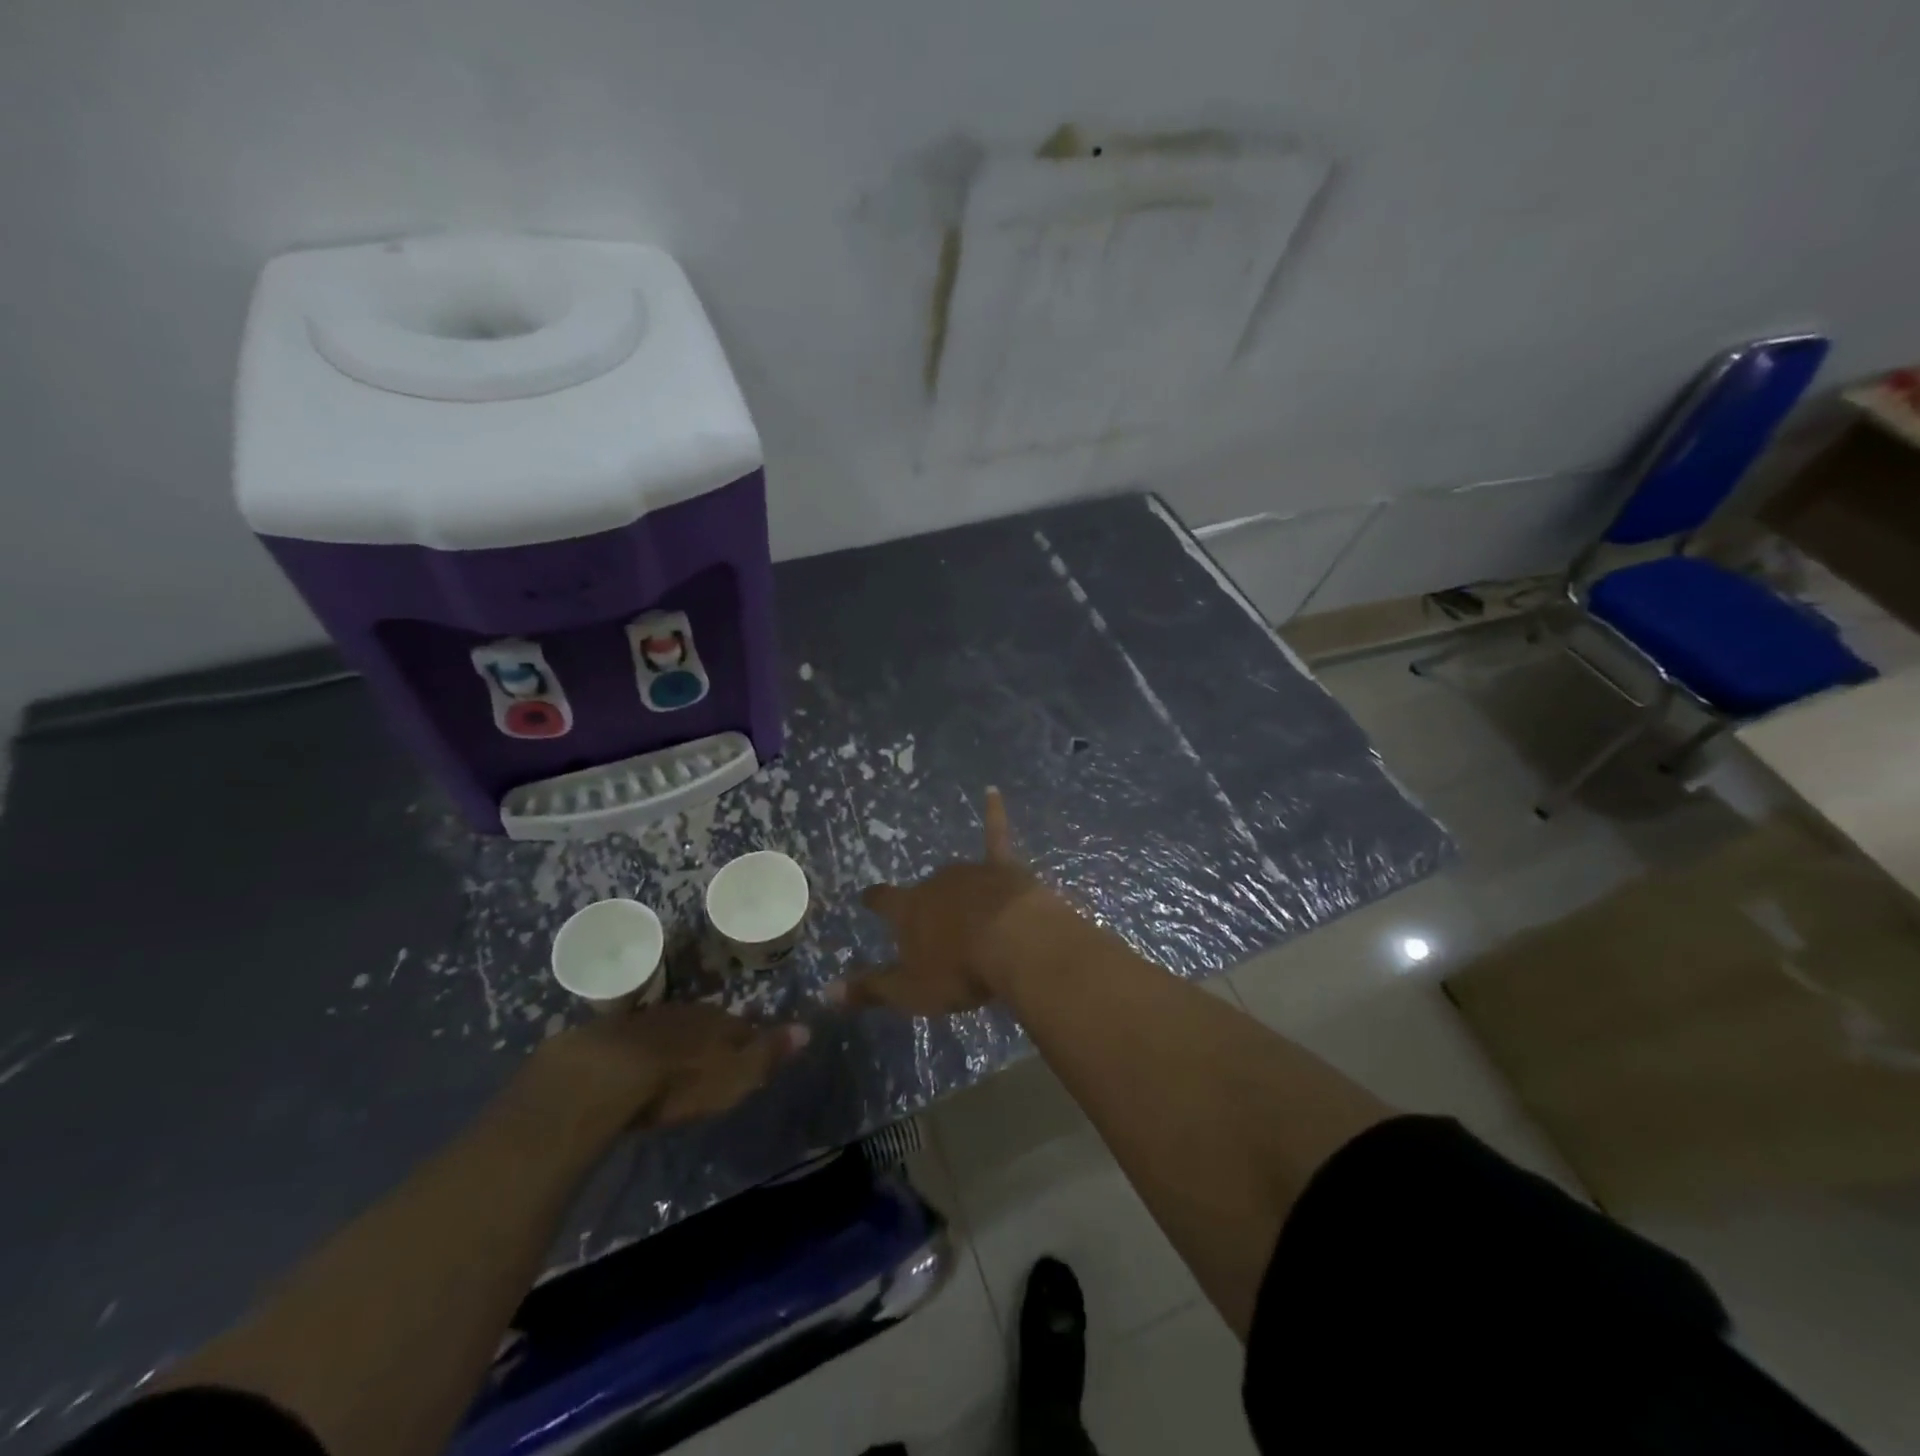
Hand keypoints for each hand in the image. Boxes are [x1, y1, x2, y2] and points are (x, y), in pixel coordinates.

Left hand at [520, 1002, 808, 1134]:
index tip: (754, 1050)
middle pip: (709, 1023)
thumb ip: (768, 1053)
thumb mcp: (735, 1076)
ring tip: (681, 1058)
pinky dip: (646, 1048)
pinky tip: (640, 1062)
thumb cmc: (680, 1081)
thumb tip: (808, 1029)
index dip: (751, 1038)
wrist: (604, 1075)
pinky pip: (640, 1037)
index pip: (744, 1027)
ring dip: (680, 1040)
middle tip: (717, 1055)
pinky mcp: (612, 1034)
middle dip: (714, 1036)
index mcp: (720, 1023)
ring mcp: (649, 1019)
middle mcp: (689, 1013)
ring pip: (675, 1026)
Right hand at [832, 787, 1065, 1014]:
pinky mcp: (1004, 869)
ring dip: (959, 891)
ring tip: (964, 910)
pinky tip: (993, 791)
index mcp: (909, 909)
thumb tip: (827, 992)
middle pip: (925, 891)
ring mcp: (970, 872)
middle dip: (927, 905)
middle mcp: (935, 883)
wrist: (1017, 942)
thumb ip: (871, 989)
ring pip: (958, 877)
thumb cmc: (960, 969)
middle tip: (934, 927)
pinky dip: (994, 814)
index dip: (875, 900)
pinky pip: (996, 837)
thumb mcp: (910, 991)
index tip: (867, 897)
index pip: (883, 900)